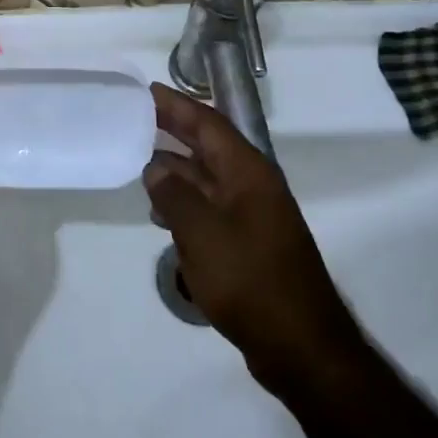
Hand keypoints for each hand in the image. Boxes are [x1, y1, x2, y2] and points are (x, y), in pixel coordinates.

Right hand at [144, 83, 366, 395]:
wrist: (301, 346)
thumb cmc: (251, 281)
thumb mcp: (202, 234)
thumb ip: (174, 195)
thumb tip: (156, 168)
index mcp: (249, 173)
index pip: (210, 125)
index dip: (178, 106)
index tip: (147, 91)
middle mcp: (253, 187)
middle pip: (210, 147)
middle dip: (175, 130)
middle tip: (137, 117)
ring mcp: (253, 216)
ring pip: (208, 178)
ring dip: (177, 168)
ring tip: (139, 160)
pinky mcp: (248, 243)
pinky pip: (211, 207)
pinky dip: (185, 201)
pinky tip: (161, 211)